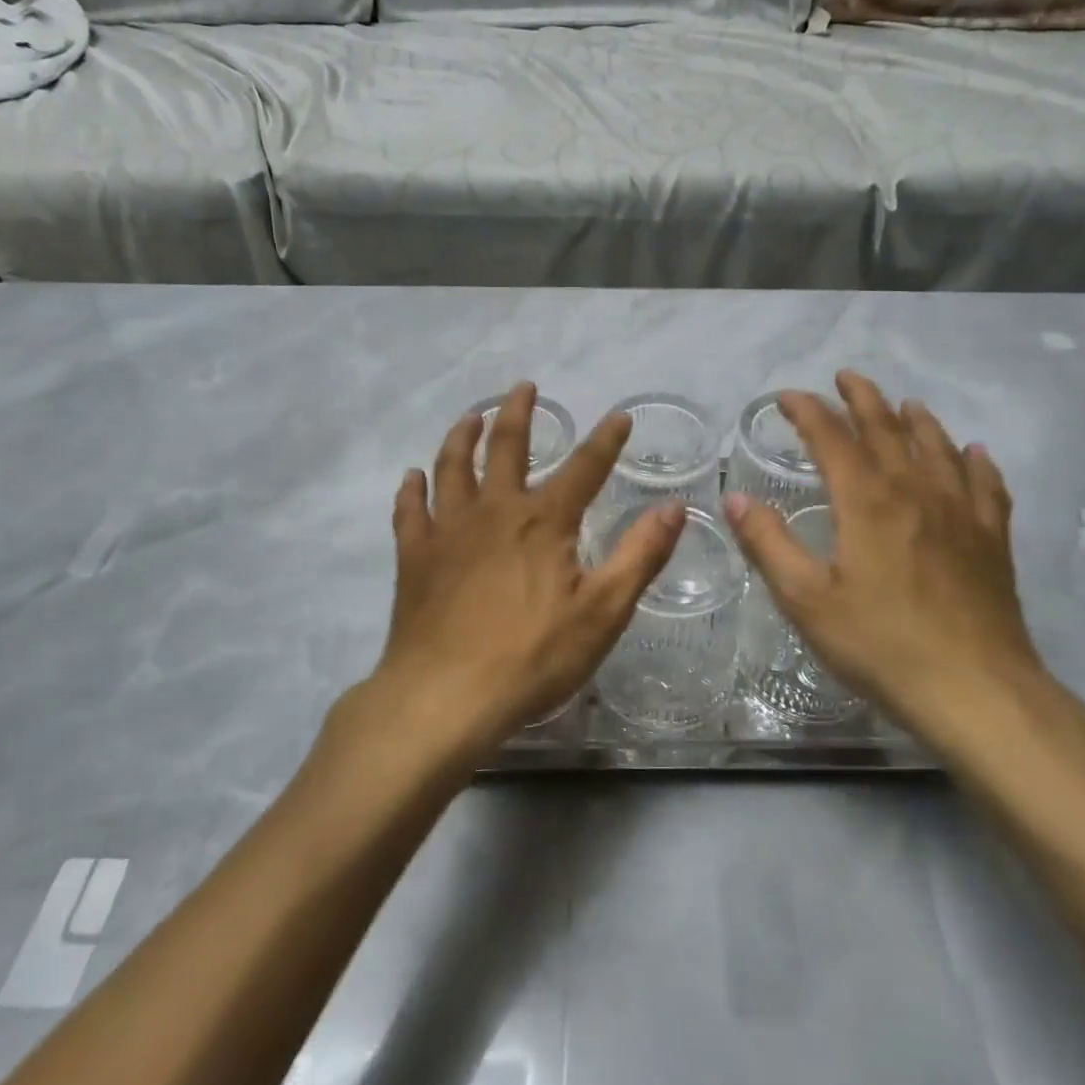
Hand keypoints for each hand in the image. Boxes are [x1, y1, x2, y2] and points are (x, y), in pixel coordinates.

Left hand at [370, 382, 685, 752]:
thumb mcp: (603, 611)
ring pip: (452, 467)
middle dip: (517, 413)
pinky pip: (410, 511)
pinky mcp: (415, 557)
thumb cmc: (532, 656)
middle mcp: (494, 511)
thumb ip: (640, 555)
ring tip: (470, 416)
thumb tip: (674, 507)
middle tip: (523, 387)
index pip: (584, 467)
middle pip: (505, 447)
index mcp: (543, 521)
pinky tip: (412, 477)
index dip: (606, 439)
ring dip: (462, 436)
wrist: (444, 697)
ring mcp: (448, 531)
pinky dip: (412, 490)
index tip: (620, 416)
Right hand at [722, 371, 1047, 751]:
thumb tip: (734, 497)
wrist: (977, 691)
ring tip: (905, 404)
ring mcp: (960, 513)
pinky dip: (977, 463)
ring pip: (938, 448)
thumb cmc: (881, 644)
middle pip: (887, 429)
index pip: (831, 438)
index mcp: (866, 500)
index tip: (788, 397)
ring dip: (917, 420)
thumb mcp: (806, 599)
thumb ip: (768, 543)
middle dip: (862, 398)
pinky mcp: (991, 540)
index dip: (808, 411)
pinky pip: (986, 486)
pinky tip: (975, 454)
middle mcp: (914, 491)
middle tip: (846, 377)